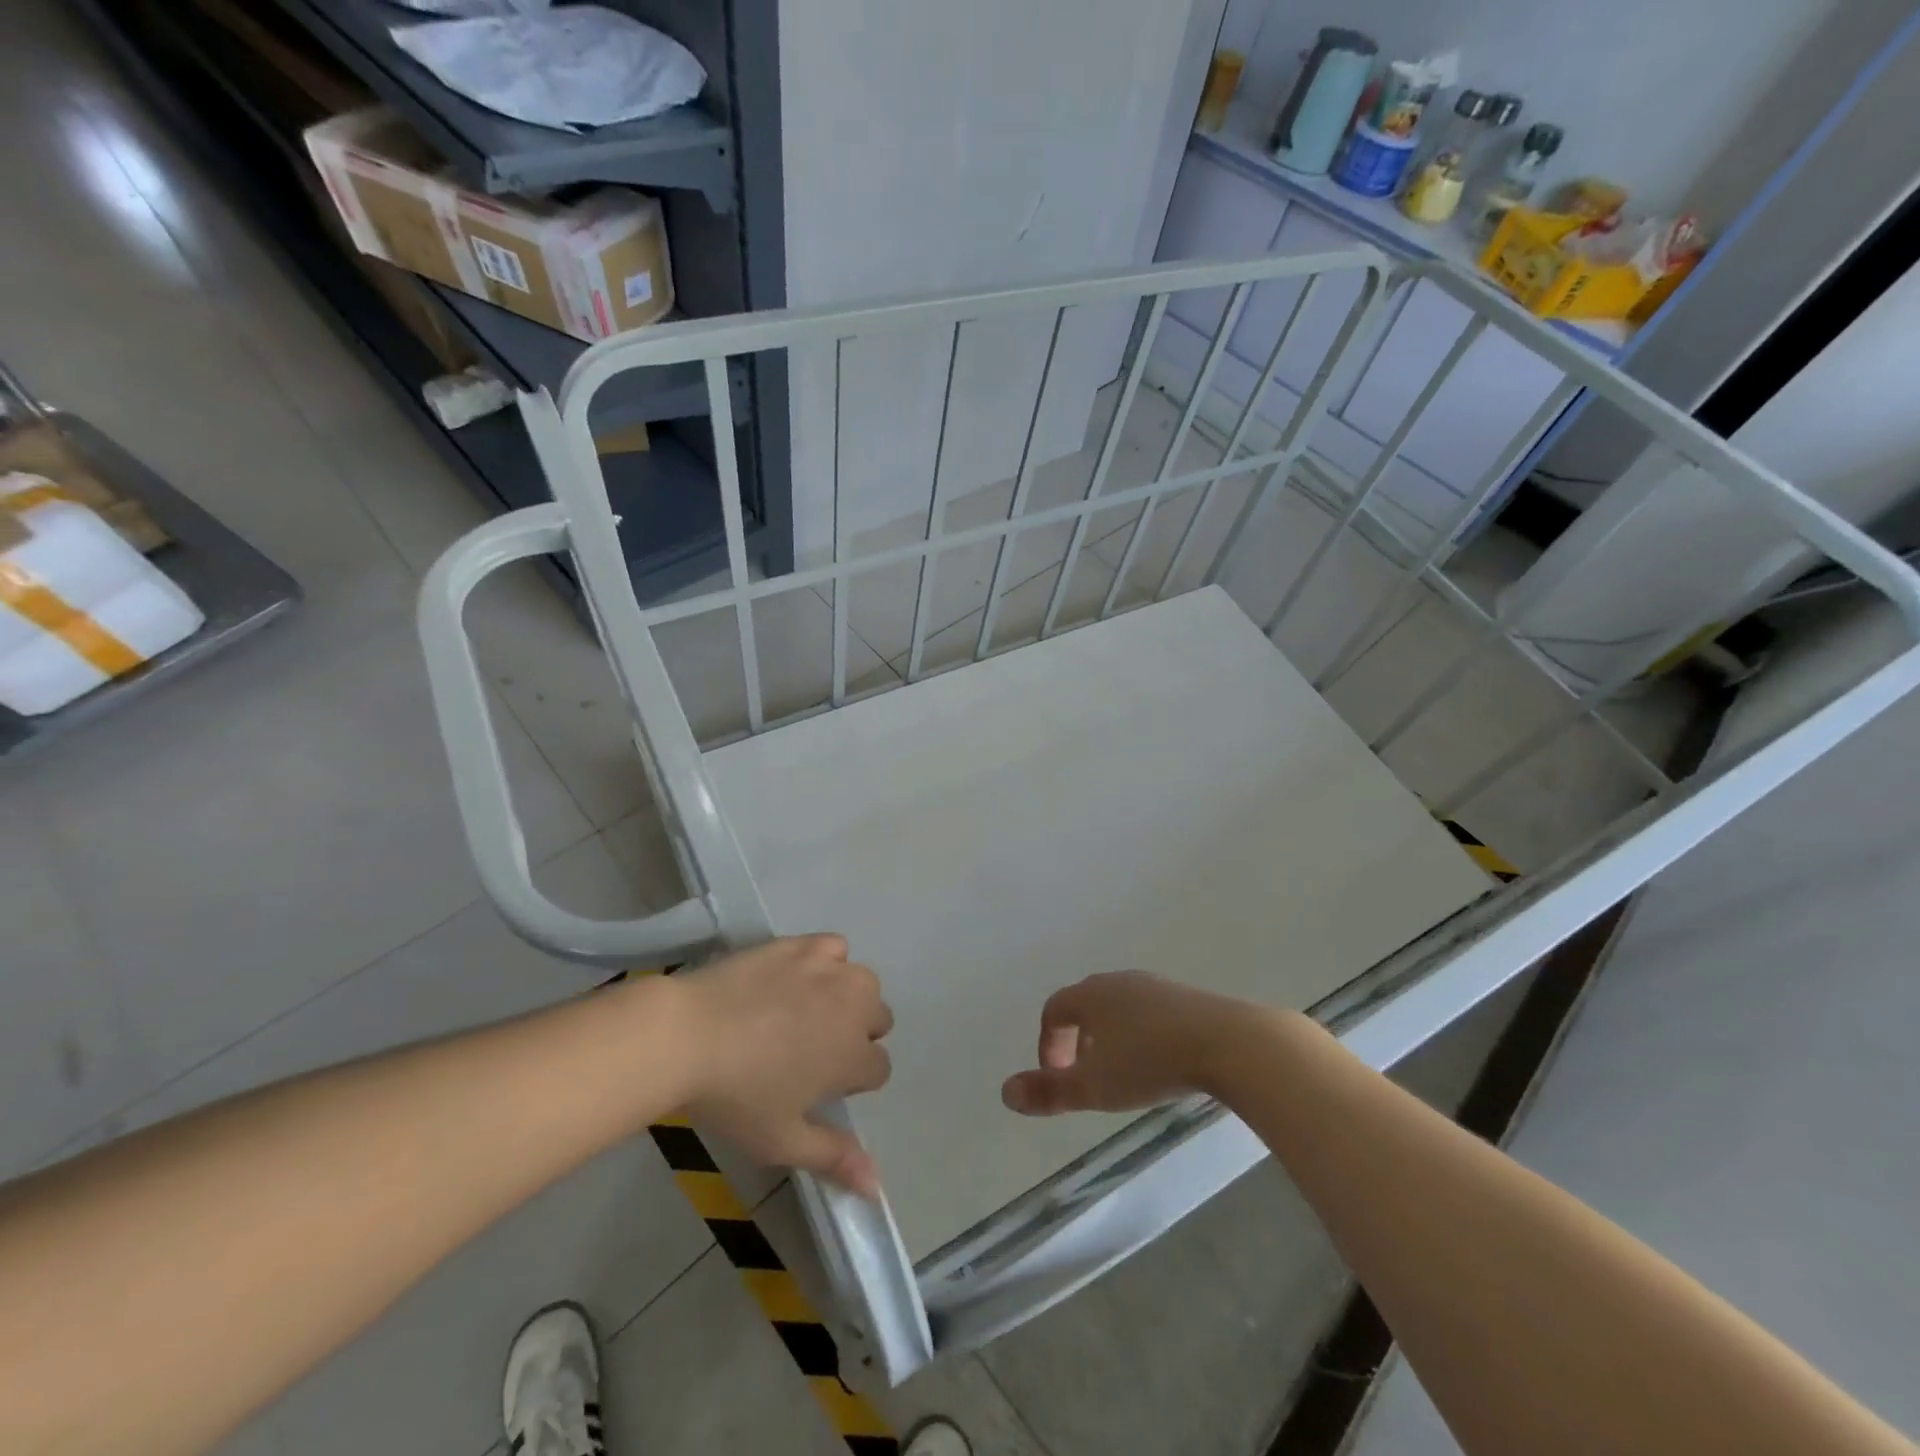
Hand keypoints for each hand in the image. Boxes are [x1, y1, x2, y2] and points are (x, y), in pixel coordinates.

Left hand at [672, 935, 892, 1196]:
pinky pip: (834, 947)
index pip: (879, 1068)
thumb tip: (877, 1187)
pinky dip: (826, 961)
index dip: (852, 1082)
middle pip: (879, 1019)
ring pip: (863, 983)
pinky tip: (799, 977)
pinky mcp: (803, 945)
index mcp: (852, 1056)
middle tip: (810, 1052)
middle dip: (856, 1036)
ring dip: (848, 998)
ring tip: (808, 1013)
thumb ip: (834, 1158)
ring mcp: (829, 971)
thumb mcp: (781, 1140)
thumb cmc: (734, 1096)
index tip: (819, 1088)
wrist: (686, 1034)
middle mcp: (854, 1007)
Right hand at [1001, 971, 1275, 1115]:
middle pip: (1085, 1004)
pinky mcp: (1186, 997)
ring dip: (1110, 1036)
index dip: (1048, 1042)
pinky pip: (1150, 1012)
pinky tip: (1159, 1062)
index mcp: (1089, 995)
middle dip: (1077, 1038)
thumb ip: (1048, 1091)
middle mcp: (1117, 982)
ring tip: (1122, 1072)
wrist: (1227, 1042)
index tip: (1056, 1076)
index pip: (1054, 1009)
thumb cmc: (1149, 1062)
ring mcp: (1154, 986)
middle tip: (1085, 1074)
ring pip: (1119, 1006)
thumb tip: (1004, 1093)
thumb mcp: (1094, 1087)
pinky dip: (1141, 1033)